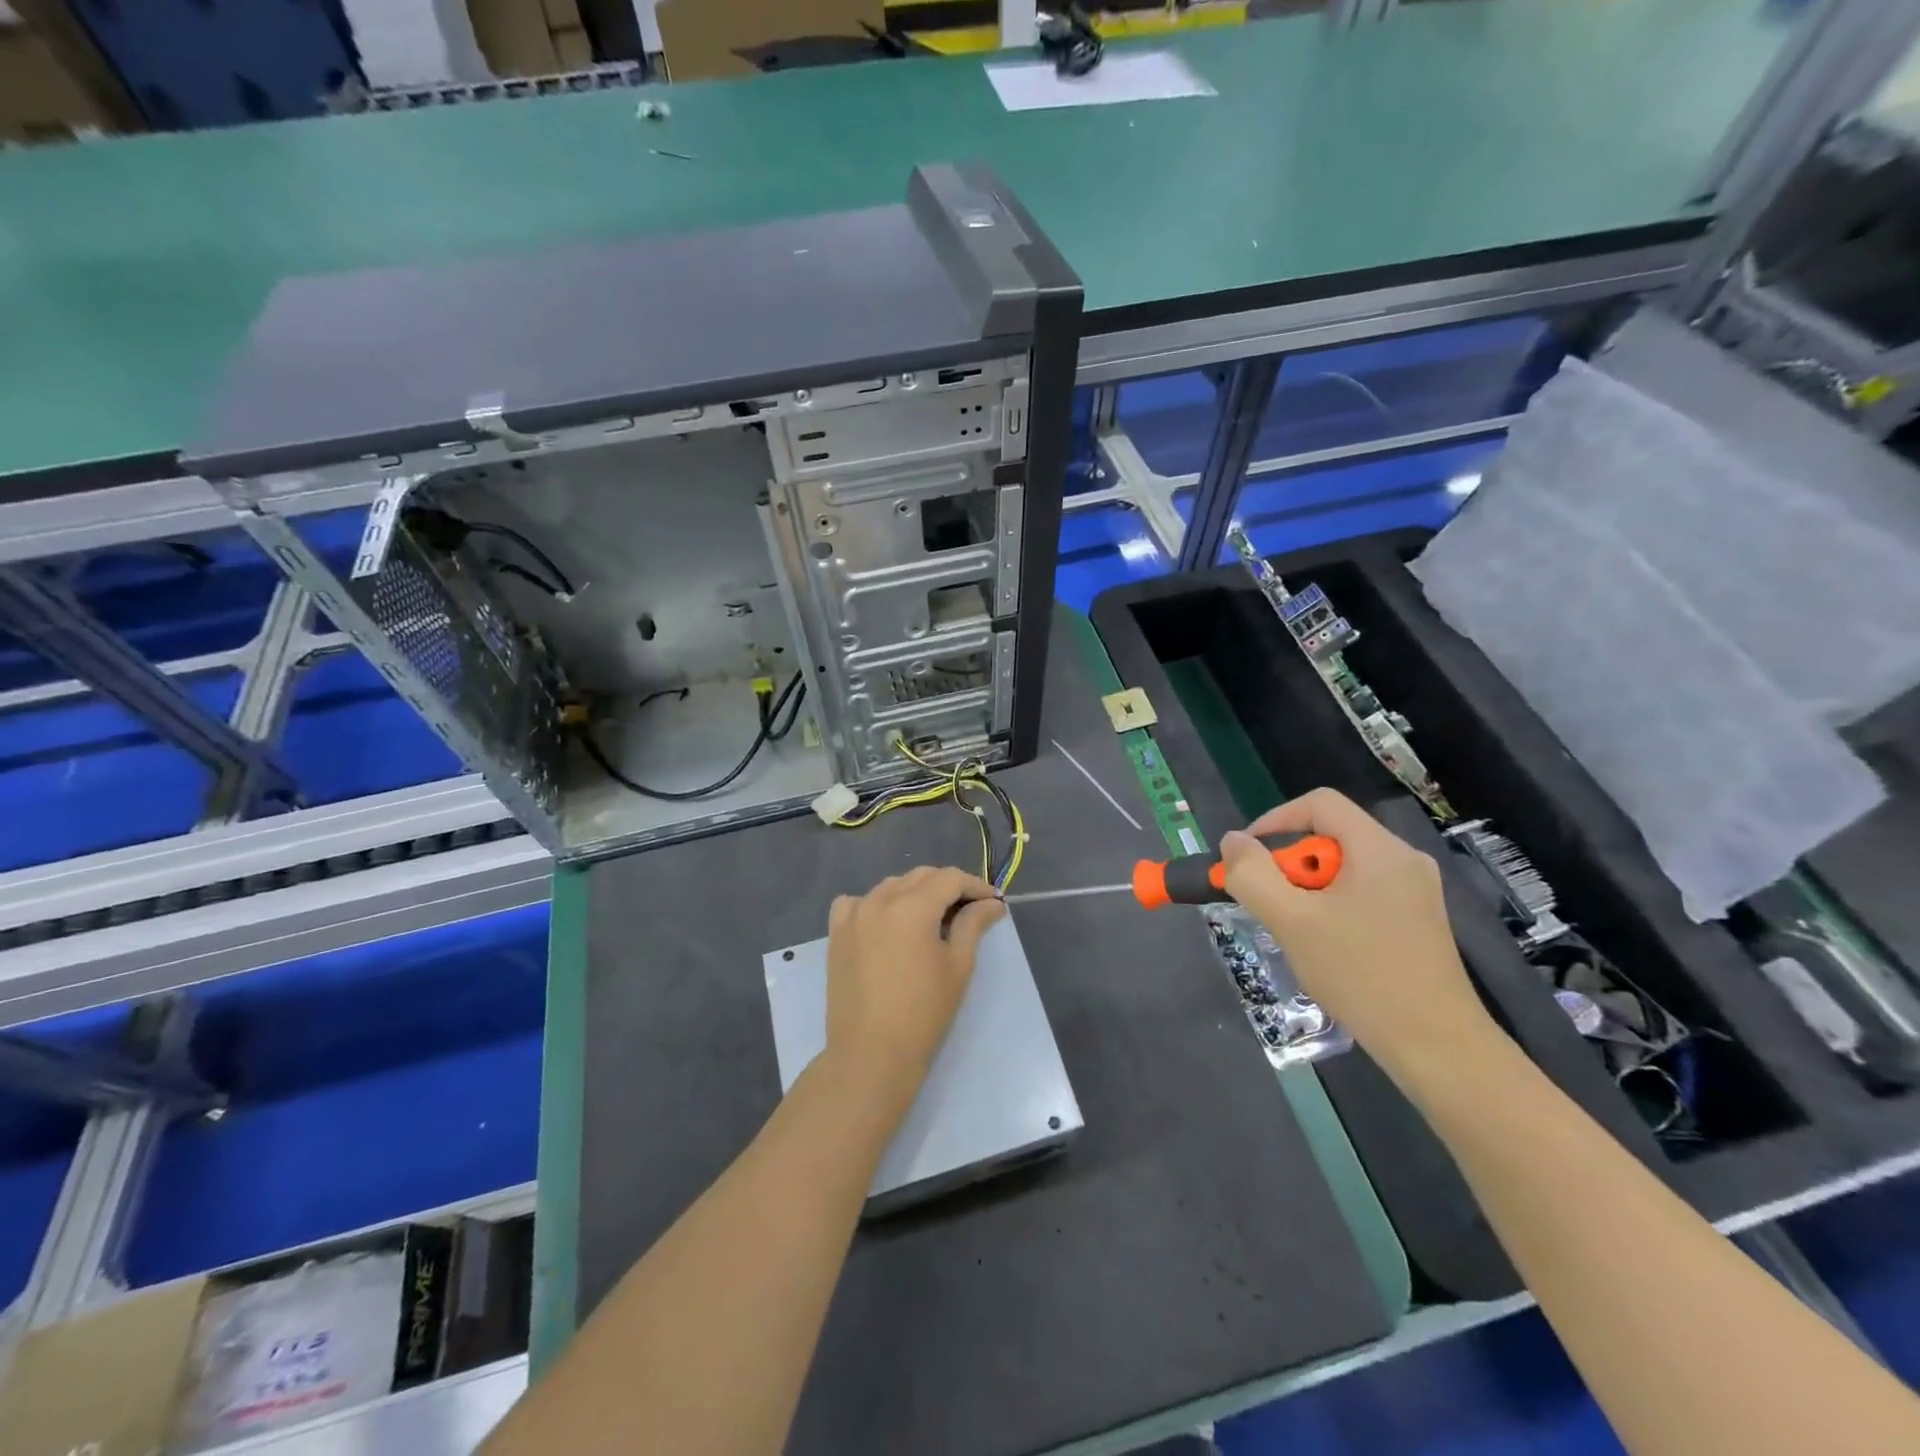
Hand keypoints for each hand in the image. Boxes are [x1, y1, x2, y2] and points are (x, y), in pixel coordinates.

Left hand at [823, 866, 1005, 1123]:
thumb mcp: (958, 966)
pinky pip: (858, 902)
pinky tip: (887, 923)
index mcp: (912, 906)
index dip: (976, 886)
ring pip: (892, 886)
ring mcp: (854, 914)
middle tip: (969, 910)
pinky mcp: (837, 932)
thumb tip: (992, 903)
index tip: (993, 901)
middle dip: (948, 887)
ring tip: (932, 918)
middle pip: (921, 877)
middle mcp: (880, 900)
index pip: (950, 879)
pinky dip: (877, 904)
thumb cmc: (923, 1013)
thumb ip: (973, 925)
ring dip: (915, 893)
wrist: (871, 1053)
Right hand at [1219, 789, 1496, 1078]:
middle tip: (1274, 905)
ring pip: (1344, 868)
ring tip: (1296, 930)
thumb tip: (1232, 842)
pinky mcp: (1419, 920)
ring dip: (1309, 890)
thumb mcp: (1291, 921)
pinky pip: (1362, 892)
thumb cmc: (1361, 975)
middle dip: (1291, 865)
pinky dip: (1332, 906)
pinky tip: (1326, 947)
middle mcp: (1403, 860)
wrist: (1437, 1046)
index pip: (1319, 804)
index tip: (1249, 858)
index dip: (1275, 820)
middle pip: (1331, 837)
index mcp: (1379, 850)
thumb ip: (1252, 875)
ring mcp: (1416, 891)